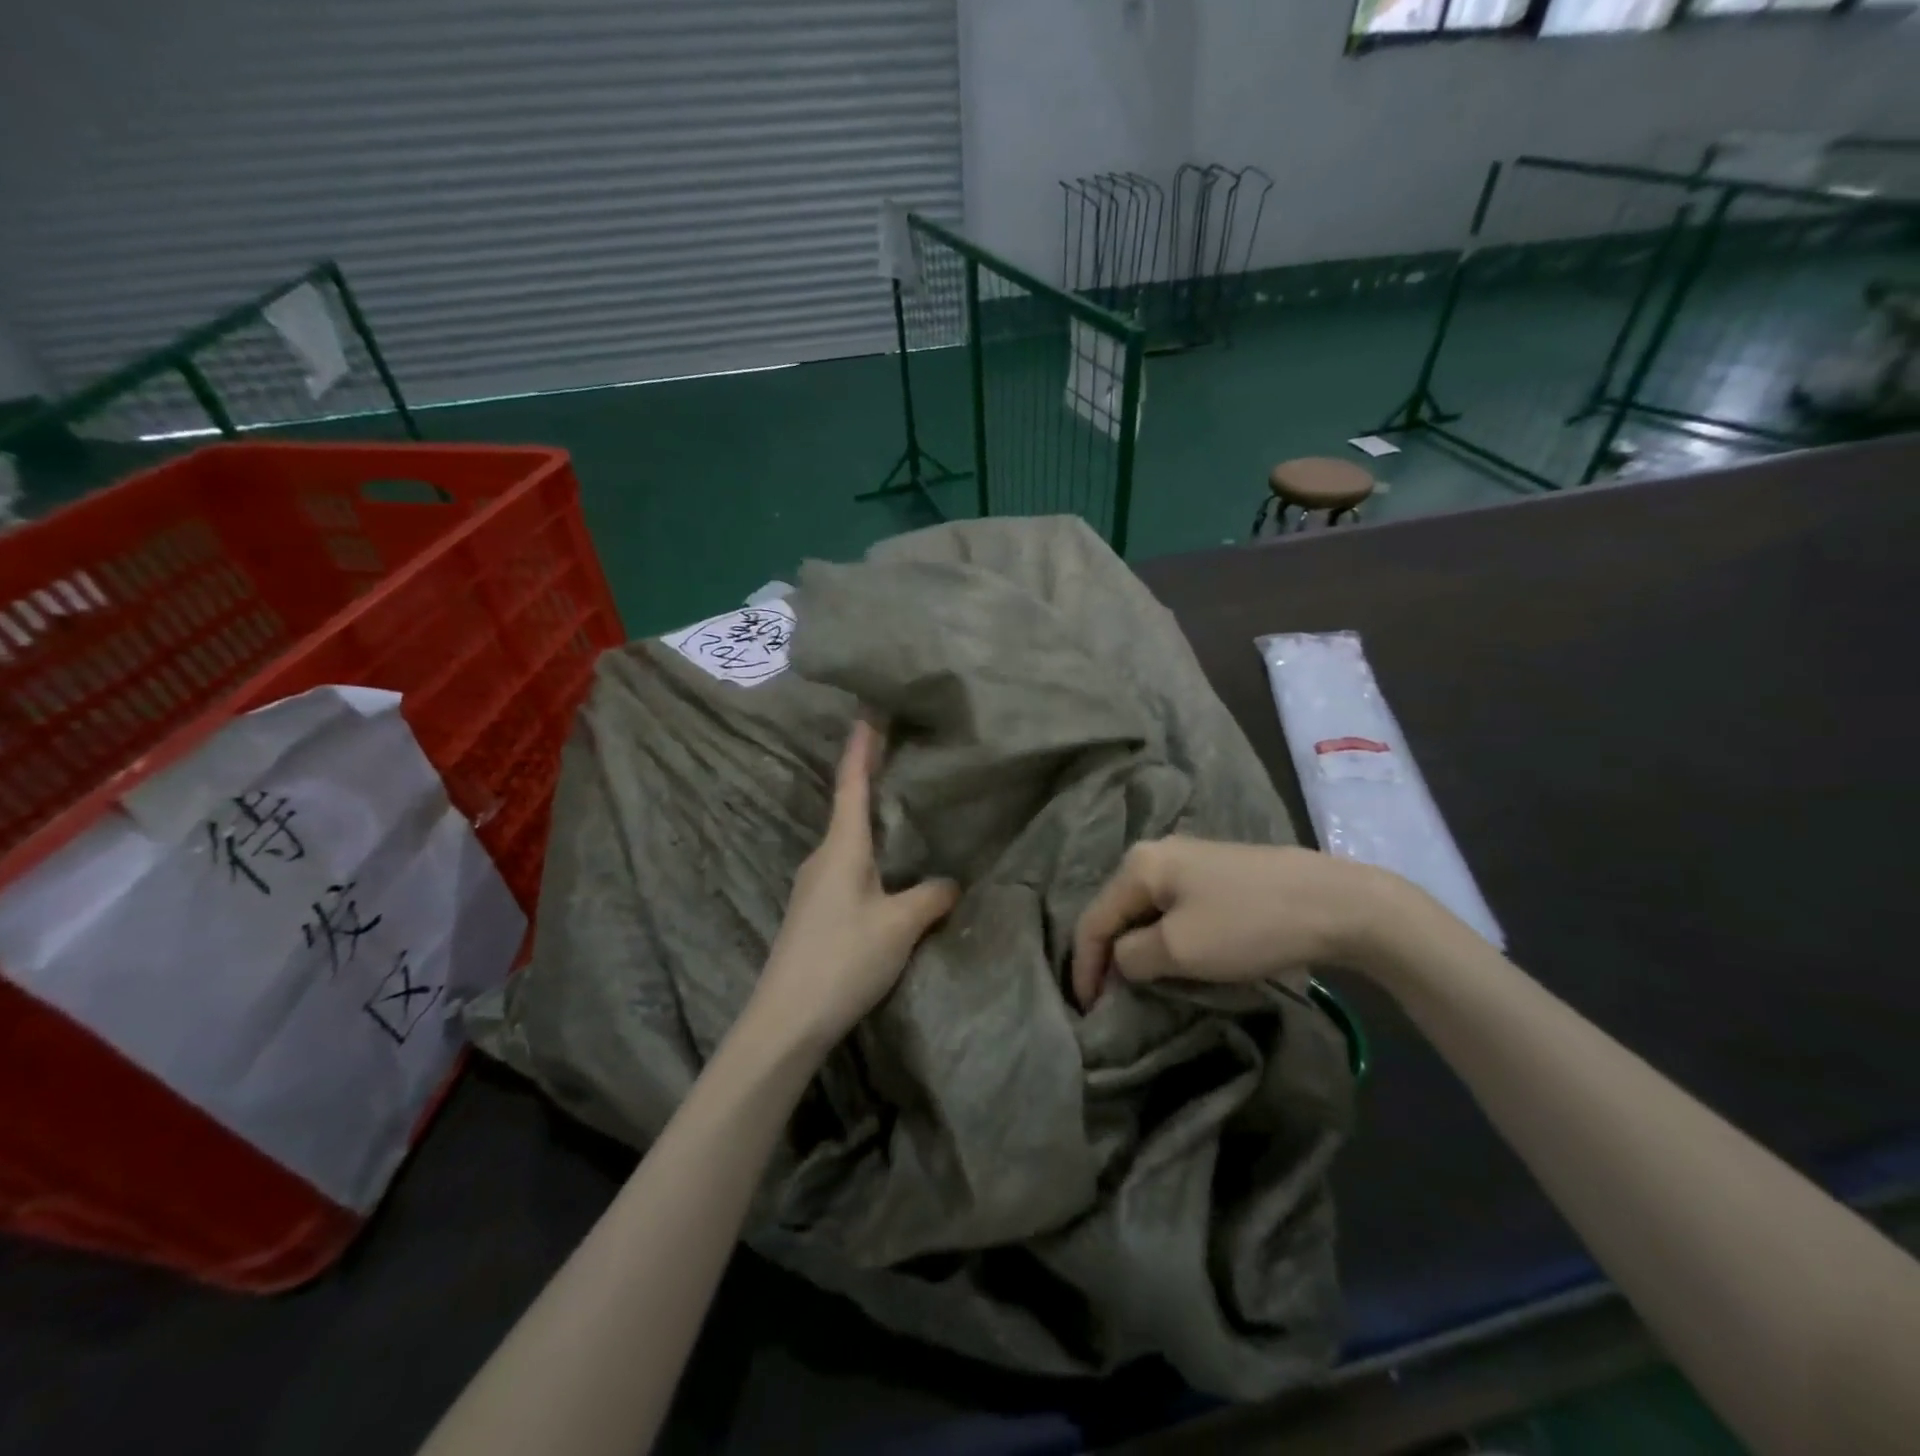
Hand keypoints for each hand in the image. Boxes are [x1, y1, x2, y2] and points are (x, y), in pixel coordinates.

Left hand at [753, 720, 959, 1051]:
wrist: (785, 1020)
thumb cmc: (843, 959)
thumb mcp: (899, 926)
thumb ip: (930, 897)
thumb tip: (950, 882)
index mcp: (841, 848)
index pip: (852, 785)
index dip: (862, 749)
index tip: (868, 714)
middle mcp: (822, 858)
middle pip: (849, 810)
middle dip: (871, 781)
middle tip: (899, 758)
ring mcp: (813, 886)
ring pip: (849, 843)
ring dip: (872, 824)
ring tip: (904, 815)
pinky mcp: (814, 912)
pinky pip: (847, 869)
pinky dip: (870, 856)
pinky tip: (889, 873)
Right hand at [1071, 837, 1399, 1008]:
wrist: (1335, 902)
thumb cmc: (1247, 924)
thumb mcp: (1179, 949)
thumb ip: (1133, 957)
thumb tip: (1121, 961)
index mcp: (1139, 864)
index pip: (1093, 919)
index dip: (1084, 967)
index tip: (1088, 1012)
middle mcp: (1156, 853)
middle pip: (1116, 911)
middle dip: (1108, 957)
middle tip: (1110, 1000)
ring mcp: (1190, 860)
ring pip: (1146, 911)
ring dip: (1138, 949)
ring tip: (1139, 986)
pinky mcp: (1218, 874)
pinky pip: (1173, 909)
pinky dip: (1165, 938)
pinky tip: (1175, 959)